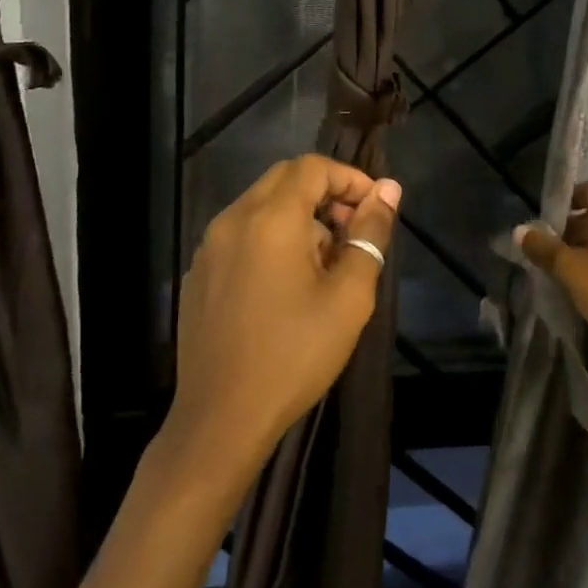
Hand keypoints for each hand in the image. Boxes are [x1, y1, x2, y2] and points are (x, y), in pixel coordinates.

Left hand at [164, 155, 399, 483]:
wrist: (220, 419)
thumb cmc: (294, 354)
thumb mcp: (348, 297)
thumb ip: (370, 235)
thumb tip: (388, 190)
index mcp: (270, 218)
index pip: (313, 167)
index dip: (349, 179)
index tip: (373, 210)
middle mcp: (233, 218)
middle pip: (285, 179)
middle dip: (325, 195)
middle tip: (352, 234)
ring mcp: (210, 245)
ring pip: (262, 205)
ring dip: (299, 217)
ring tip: (325, 266)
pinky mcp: (199, 272)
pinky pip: (241, 233)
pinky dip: (271, 237)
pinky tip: (286, 285)